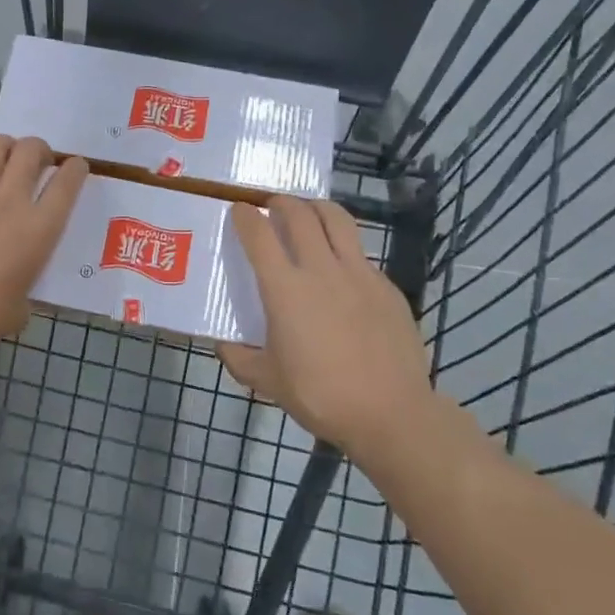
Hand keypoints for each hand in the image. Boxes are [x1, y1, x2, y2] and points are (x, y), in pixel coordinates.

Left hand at [0, 135, 88, 364]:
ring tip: (5, 157)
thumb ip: (25, 288)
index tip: (76, 166)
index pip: (67, 184)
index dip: (75, 169)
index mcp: (39, 229)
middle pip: (32, 151)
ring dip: (7, 146)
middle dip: (40, 150)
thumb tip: (18, 289)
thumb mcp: (18, 309)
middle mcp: (11, 199)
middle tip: (38, 160)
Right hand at [219, 196, 433, 456]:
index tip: (238, 209)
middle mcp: (321, 269)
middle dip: (281, 201)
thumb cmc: (320, 396)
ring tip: (309, 213)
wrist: (391, 413)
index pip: (259, 234)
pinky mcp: (386, 286)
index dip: (244, 215)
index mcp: (285, 289)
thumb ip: (240, 359)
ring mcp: (359, 274)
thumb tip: (223, 345)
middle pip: (299, 214)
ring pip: (337, 219)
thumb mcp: (268, 382)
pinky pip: (360, 252)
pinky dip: (344, 247)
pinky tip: (341, 268)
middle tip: (272, 205)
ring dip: (317, 208)